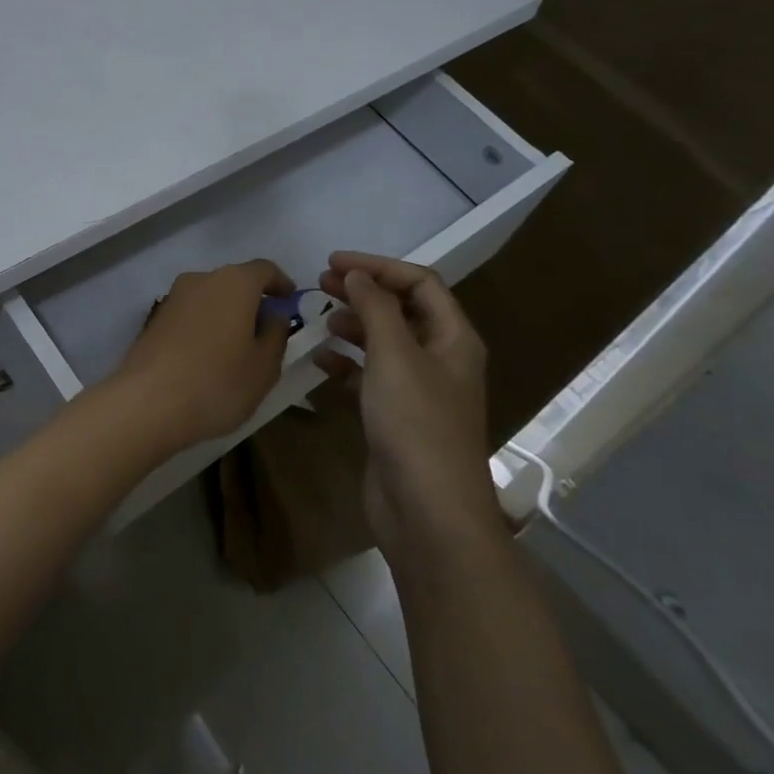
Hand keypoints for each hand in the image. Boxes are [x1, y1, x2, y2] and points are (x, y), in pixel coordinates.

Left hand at [109, 260, 294, 450]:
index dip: (281, 284)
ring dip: (226, 316)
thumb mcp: (264, 366)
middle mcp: (201, 279)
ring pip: (210, 299)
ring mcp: (172, 298)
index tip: (290, 302)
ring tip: (237, 350)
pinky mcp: (154, 320)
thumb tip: (273, 315)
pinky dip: (204, 328)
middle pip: (234, 282)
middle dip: (252, 302)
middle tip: (266, 332)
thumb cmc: (217, 383)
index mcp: (234, 282)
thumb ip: (276, 334)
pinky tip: (207, 358)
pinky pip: (190, 315)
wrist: (147, 403)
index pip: (264, 269)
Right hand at [316, 252, 499, 555]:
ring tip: (320, 320)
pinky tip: (320, 361)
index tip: (334, 262)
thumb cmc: (416, 423)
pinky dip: (346, 364)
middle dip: (363, 292)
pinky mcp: (395, 417)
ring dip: (353, 325)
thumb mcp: (395, 355)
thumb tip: (356, 274)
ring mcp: (417, 391)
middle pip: (401, 310)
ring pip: (384, 343)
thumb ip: (375, 308)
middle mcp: (439, 359)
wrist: (427, 510)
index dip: (379, 267)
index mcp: (453, 339)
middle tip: (320, 283)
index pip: (420, 283)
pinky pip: (369, 377)